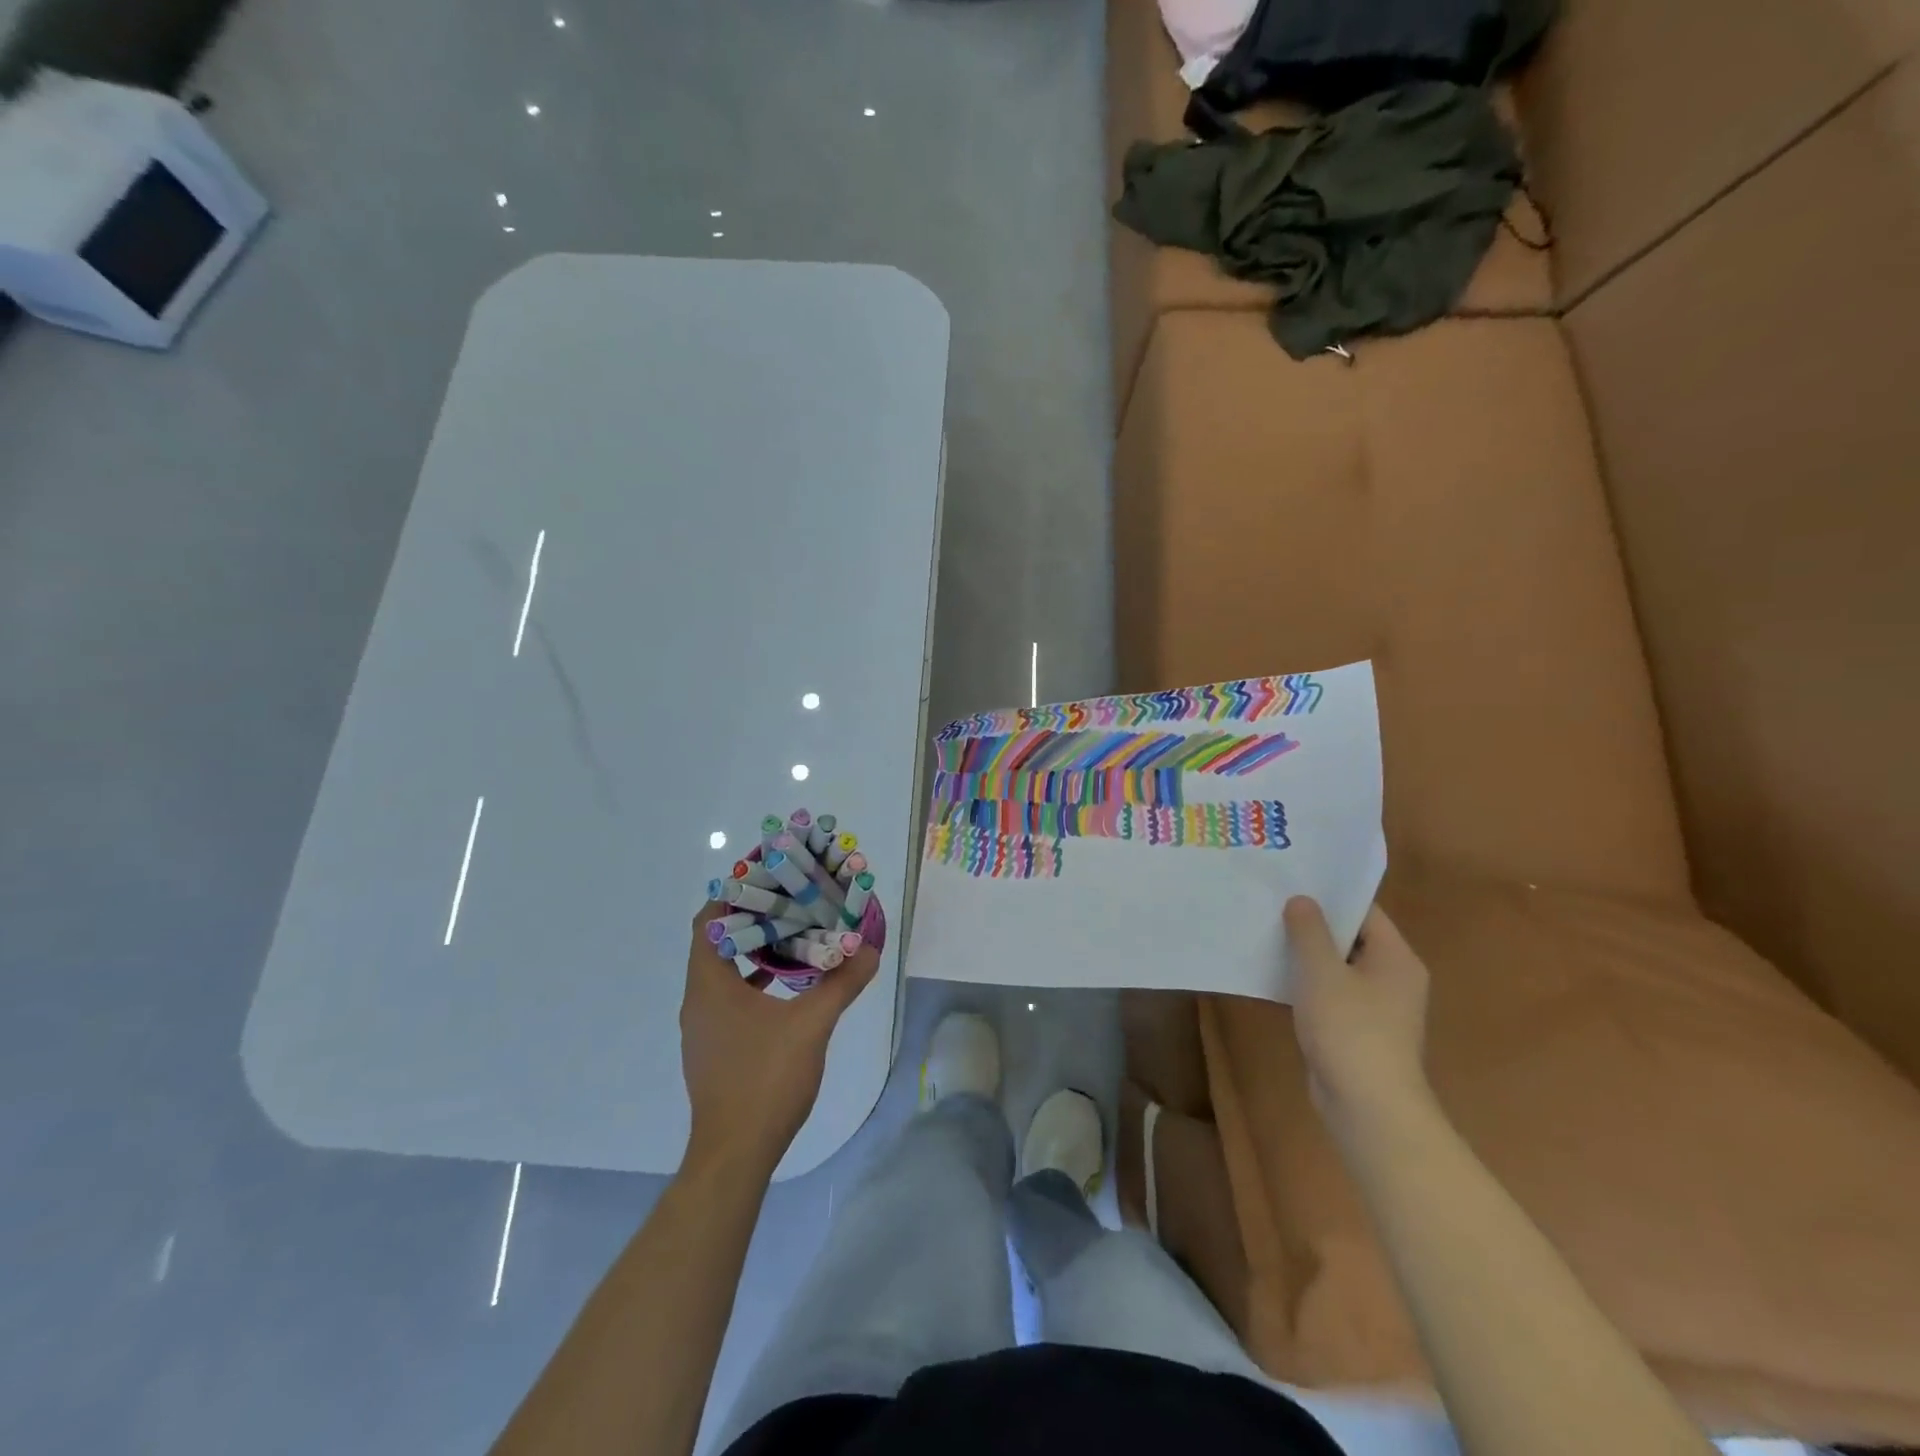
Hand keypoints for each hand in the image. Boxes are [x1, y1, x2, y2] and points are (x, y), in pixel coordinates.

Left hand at [679, 903, 879, 1174]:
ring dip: (754, 950)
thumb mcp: (811, 1026)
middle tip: (790, 901)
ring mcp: (703, 1027)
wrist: (734, 1155)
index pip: (709, 921)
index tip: (767, 877)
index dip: (734, 894)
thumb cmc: (765, 1080)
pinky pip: (729, 997)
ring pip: (723, 972)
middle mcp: (698, 1000)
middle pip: (717, 942)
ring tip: (793, 934)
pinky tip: (787, 984)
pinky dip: (754, 980)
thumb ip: (841, 984)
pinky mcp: (714, 1048)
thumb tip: (869, 951)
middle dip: (752, 918)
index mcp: (709, 985)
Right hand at [1285, 897, 1432, 1142]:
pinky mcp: (1359, 1030)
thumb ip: (1309, 931)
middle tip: (1272, 903)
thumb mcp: (1322, 972)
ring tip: (1266, 933)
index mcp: (1396, 958)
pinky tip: (1275, 976)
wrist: (1369, 1108)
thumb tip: (1302, 900)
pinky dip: (1308, 983)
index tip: (1293, 881)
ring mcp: (1378, 1008)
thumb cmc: (1350, 1030)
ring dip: (1307, 954)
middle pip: (1351, 937)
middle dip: (1313, 923)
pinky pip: (1332, 993)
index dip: (1330, 895)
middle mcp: (1394, 978)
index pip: (1365, 911)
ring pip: (1338, 967)